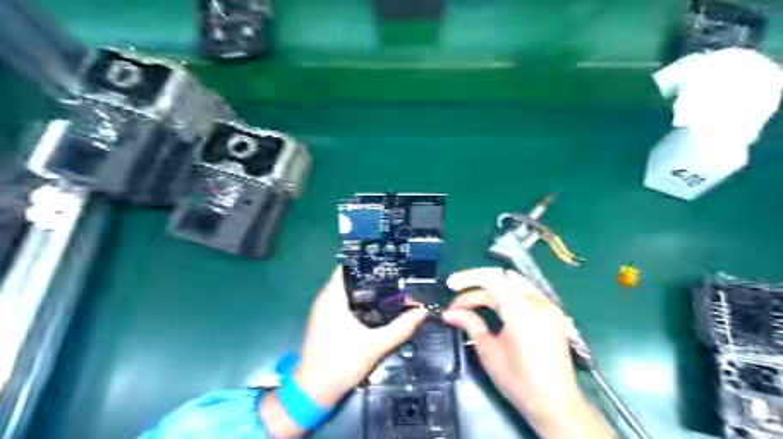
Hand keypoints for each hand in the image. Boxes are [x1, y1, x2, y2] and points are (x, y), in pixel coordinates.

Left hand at [295, 266, 426, 406]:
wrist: (314, 392)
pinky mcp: (326, 321)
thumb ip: (400, 328)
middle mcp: (325, 299)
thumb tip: (421, 312)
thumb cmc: (340, 364)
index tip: (388, 261)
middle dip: (372, 276)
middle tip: (396, 275)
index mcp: (332, 298)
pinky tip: (377, 306)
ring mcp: (323, 311)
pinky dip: (359, 301)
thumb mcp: (375, 345)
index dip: (367, 261)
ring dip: (366, 289)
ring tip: (391, 288)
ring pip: (347, 291)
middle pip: (350, 277)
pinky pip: (344, 302)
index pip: (347, 266)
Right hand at [443, 268, 615, 437]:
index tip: (451, 285)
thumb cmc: (520, 382)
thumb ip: (470, 324)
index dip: (468, 278)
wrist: (557, 405)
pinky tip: (497, 309)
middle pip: (502, 279)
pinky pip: (527, 293)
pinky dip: (508, 295)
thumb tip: (449, 313)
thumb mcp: (489, 352)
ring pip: (515, 283)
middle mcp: (539, 303)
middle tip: (460, 304)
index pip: (492, 279)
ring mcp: (549, 307)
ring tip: (476, 306)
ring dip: (493, 289)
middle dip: (477, 286)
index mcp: (522, 312)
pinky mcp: (553, 314)